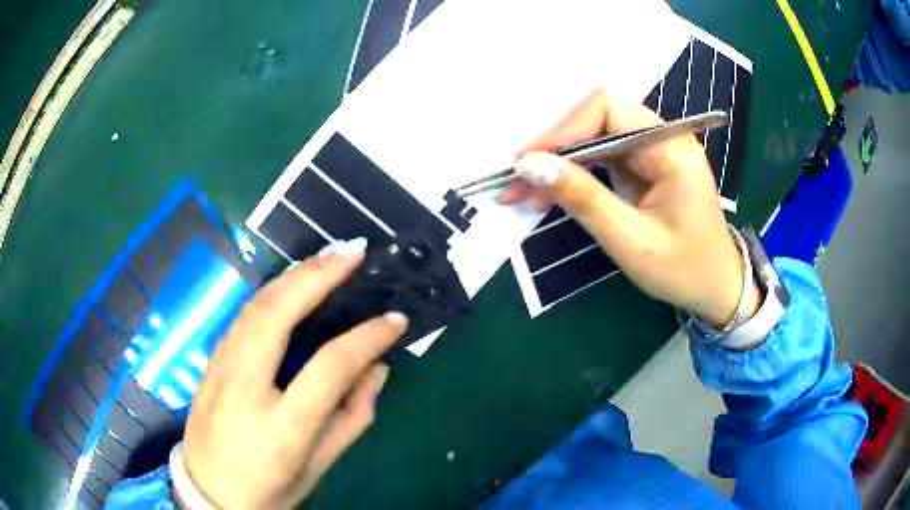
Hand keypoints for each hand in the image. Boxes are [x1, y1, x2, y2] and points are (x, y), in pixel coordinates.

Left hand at [181, 241, 407, 508]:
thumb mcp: (318, 466)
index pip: (329, 368)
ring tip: (328, 256)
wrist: (209, 493)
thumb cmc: (269, 488)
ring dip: (294, 275)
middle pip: (278, 315)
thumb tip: (377, 369)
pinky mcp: (210, 362)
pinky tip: (293, 282)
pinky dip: (273, 291)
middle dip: (318, 276)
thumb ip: (352, 418)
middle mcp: (244, 388)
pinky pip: (243, 316)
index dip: (367, 338)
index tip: (396, 319)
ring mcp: (220, 369)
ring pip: (255, 306)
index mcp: (282, 427)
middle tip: (354, 251)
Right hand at [498, 90, 756, 325]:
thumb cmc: (684, 270)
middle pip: (596, 118)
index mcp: (671, 147)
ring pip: (593, 137)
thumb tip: (529, 165)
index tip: (524, 162)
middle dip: (554, 146)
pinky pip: (600, 158)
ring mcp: (652, 151)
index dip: (562, 129)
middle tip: (515, 180)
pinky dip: (572, 174)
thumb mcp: (632, 241)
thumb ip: (583, 199)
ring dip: (558, 162)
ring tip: (522, 192)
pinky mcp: (642, 167)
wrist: (716, 288)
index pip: (607, 110)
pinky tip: (548, 193)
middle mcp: (662, 138)